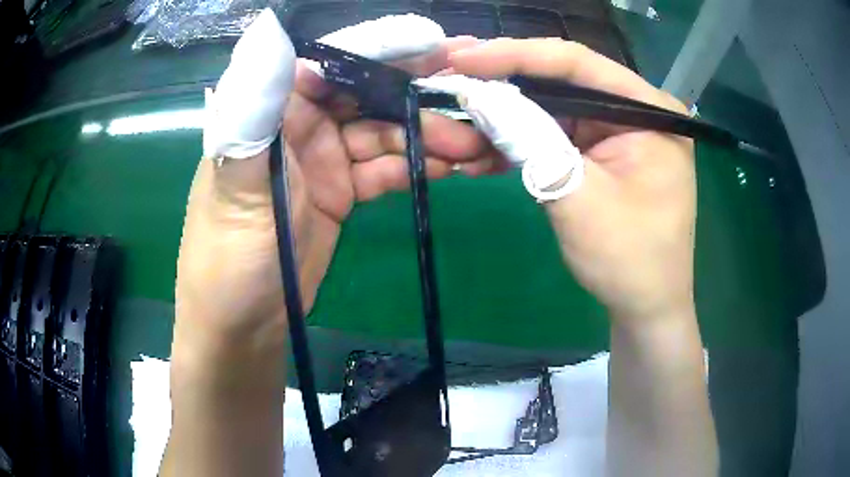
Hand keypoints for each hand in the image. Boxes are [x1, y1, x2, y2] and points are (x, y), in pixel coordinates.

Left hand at [173, 38, 490, 360]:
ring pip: (388, 133)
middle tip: (480, 97)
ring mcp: (325, 157)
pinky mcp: (343, 190)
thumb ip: (254, 107)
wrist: (243, 322)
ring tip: (480, 145)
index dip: (387, 51)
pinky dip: (421, 167)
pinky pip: (389, 168)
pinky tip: (456, 168)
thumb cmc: (228, 254)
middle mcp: (301, 122)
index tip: (441, 48)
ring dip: (434, 137)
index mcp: (273, 107)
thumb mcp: (236, 179)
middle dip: (424, 94)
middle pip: (370, 94)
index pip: (335, 62)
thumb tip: (271, 31)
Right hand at [450, 38, 695, 323]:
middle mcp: (637, 110)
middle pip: (564, 80)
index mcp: (650, 110)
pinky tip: (484, 148)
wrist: (644, 308)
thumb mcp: (579, 198)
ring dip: (507, 115)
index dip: (515, 54)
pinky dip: (521, 140)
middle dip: (505, 81)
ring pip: (554, 107)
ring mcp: (619, 131)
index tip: (463, 57)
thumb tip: (477, 97)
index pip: (578, 63)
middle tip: (451, 76)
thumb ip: (530, 142)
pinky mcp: (602, 152)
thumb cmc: (629, 260)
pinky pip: (556, 134)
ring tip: (460, 114)